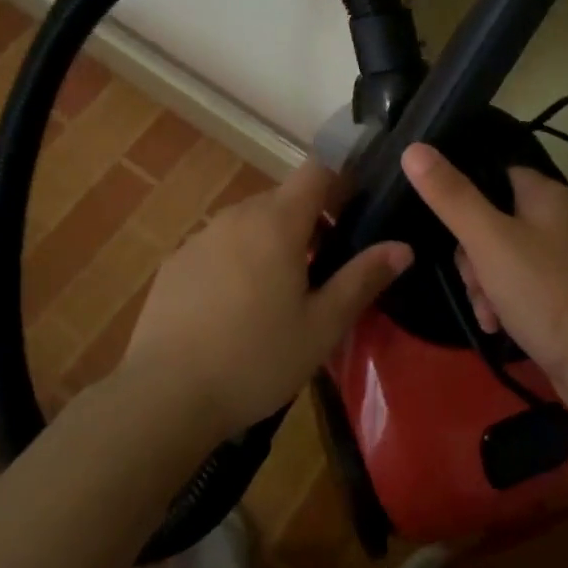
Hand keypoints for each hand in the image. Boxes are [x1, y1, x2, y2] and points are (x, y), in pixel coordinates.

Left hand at [121, 159, 411, 441]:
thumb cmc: (256, 359)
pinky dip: (238, 260)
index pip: (318, 169)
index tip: (359, 205)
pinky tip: (236, 309)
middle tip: (327, 266)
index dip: (342, 178)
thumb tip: (403, 247)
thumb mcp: (322, 326)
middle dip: (310, 220)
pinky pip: (220, 246)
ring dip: (273, 241)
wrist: (163, 397)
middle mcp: (237, 215)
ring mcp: (201, 237)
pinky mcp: (176, 263)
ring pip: (251, 222)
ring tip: (282, 292)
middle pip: (284, 198)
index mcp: (277, 221)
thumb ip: (363, 279)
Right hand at [400, 142, 567, 420]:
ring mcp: (560, 260)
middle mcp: (556, 220)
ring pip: (498, 259)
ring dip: (483, 286)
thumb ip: (450, 195)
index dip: (464, 198)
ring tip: (488, 311)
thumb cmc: (544, 289)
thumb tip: (413, 148)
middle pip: (490, 221)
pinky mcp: (560, 296)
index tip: (448, 228)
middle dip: (471, 256)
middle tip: (475, 279)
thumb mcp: (488, 238)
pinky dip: (502, 304)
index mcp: (544, 194)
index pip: (492, 175)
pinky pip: (516, 288)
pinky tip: (497, 326)